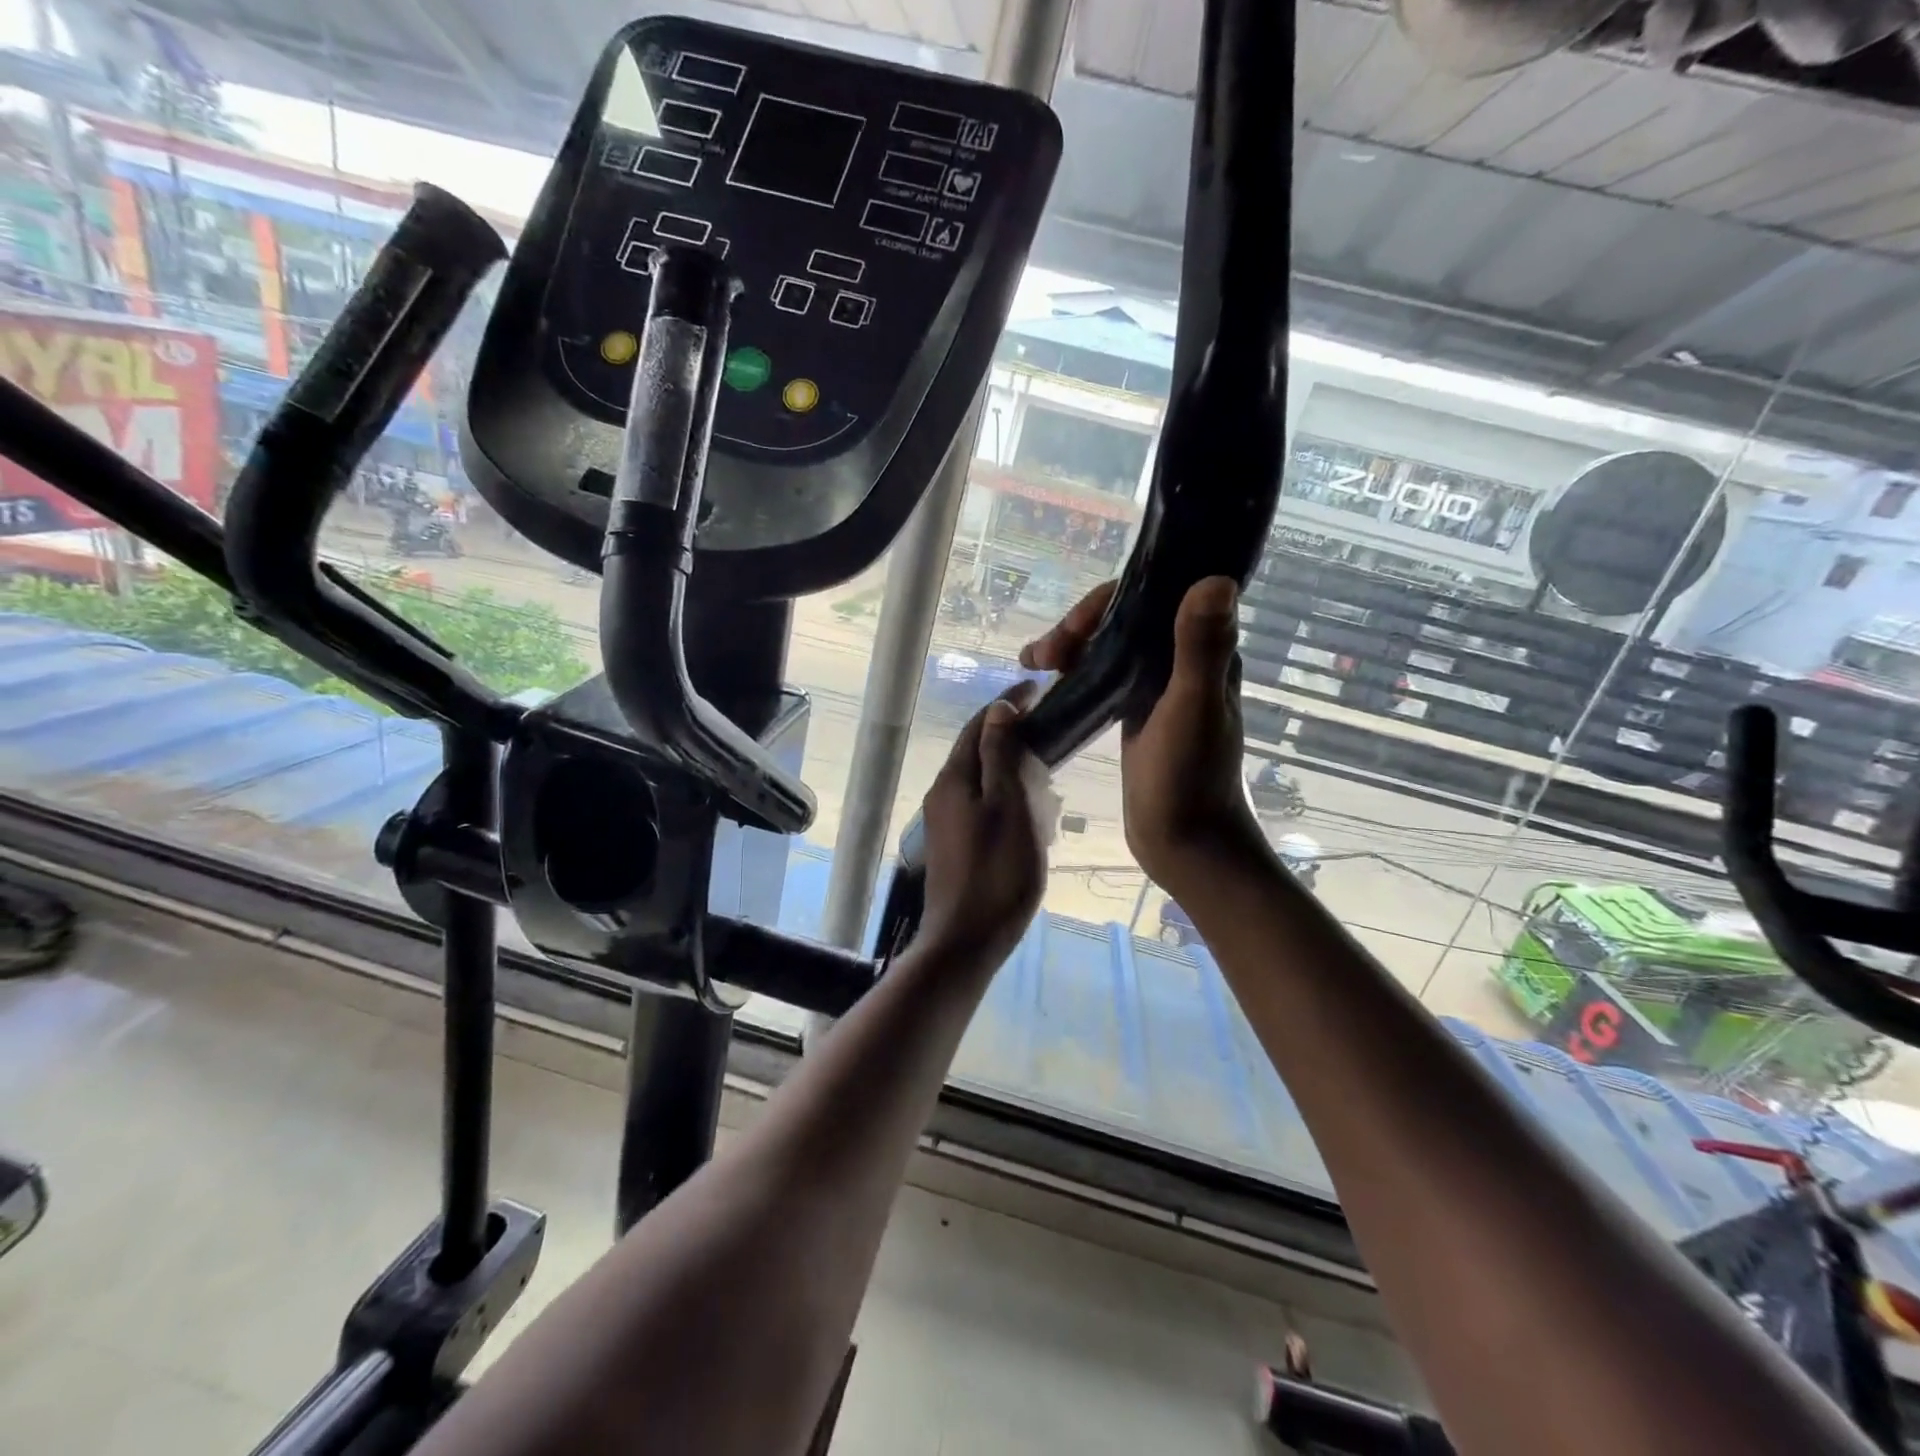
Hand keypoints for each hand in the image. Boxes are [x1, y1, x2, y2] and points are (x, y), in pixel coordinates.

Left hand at [917, 685, 1047, 966]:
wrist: (966, 941)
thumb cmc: (997, 872)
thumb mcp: (1007, 806)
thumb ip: (1000, 755)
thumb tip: (998, 708)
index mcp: (954, 779)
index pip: (979, 725)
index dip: (1008, 704)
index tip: (1040, 691)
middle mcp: (942, 794)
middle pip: (978, 752)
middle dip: (1012, 738)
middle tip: (1051, 738)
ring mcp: (945, 822)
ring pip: (982, 781)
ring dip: (1012, 771)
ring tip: (1046, 780)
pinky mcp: (955, 845)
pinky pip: (982, 807)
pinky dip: (1007, 800)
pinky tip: (1030, 817)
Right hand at [1022, 577, 1261, 894]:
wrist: (1184, 842)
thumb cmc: (1190, 779)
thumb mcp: (1192, 708)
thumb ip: (1201, 647)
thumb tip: (1215, 579)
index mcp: (1203, 652)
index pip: (1153, 599)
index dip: (1107, 602)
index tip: (1074, 627)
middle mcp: (1180, 661)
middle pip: (1123, 620)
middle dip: (1078, 626)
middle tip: (1041, 655)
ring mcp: (1155, 688)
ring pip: (1108, 646)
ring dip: (1071, 645)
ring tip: (1033, 662)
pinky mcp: (1134, 713)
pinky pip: (1101, 675)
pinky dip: (1074, 670)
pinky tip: (1048, 680)